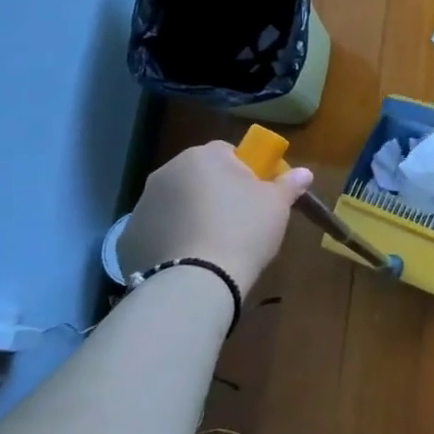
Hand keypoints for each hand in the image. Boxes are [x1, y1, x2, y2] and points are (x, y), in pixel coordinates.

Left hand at [115, 141, 313, 292]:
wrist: (196, 282)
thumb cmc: (243, 230)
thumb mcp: (277, 206)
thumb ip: (289, 183)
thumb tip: (304, 172)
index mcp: (202, 157)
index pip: (228, 152)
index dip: (247, 172)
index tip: (258, 195)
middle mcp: (166, 173)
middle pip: (199, 176)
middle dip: (216, 192)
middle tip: (239, 220)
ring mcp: (142, 205)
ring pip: (176, 203)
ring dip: (192, 215)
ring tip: (213, 245)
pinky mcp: (128, 238)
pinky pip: (158, 231)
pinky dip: (172, 240)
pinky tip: (189, 260)